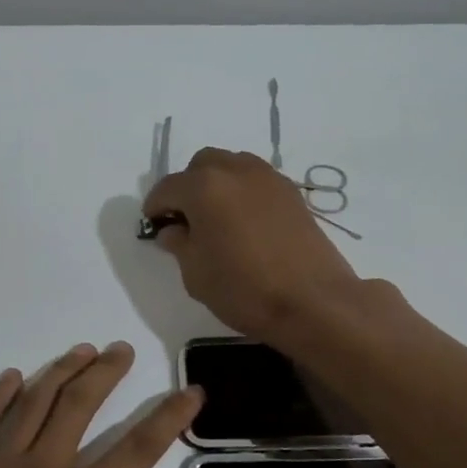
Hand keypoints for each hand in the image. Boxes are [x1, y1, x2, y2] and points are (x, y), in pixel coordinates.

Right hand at [143, 148, 374, 343]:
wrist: (313, 302)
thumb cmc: (243, 289)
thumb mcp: (195, 273)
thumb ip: (180, 244)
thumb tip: (174, 230)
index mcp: (204, 187)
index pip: (167, 187)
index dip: (155, 206)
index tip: (153, 224)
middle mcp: (236, 171)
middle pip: (201, 165)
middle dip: (187, 187)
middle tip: (184, 218)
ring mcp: (268, 178)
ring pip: (232, 166)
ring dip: (217, 184)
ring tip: (215, 217)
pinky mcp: (292, 193)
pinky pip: (256, 180)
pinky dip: (242, 192)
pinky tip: (243, 222)